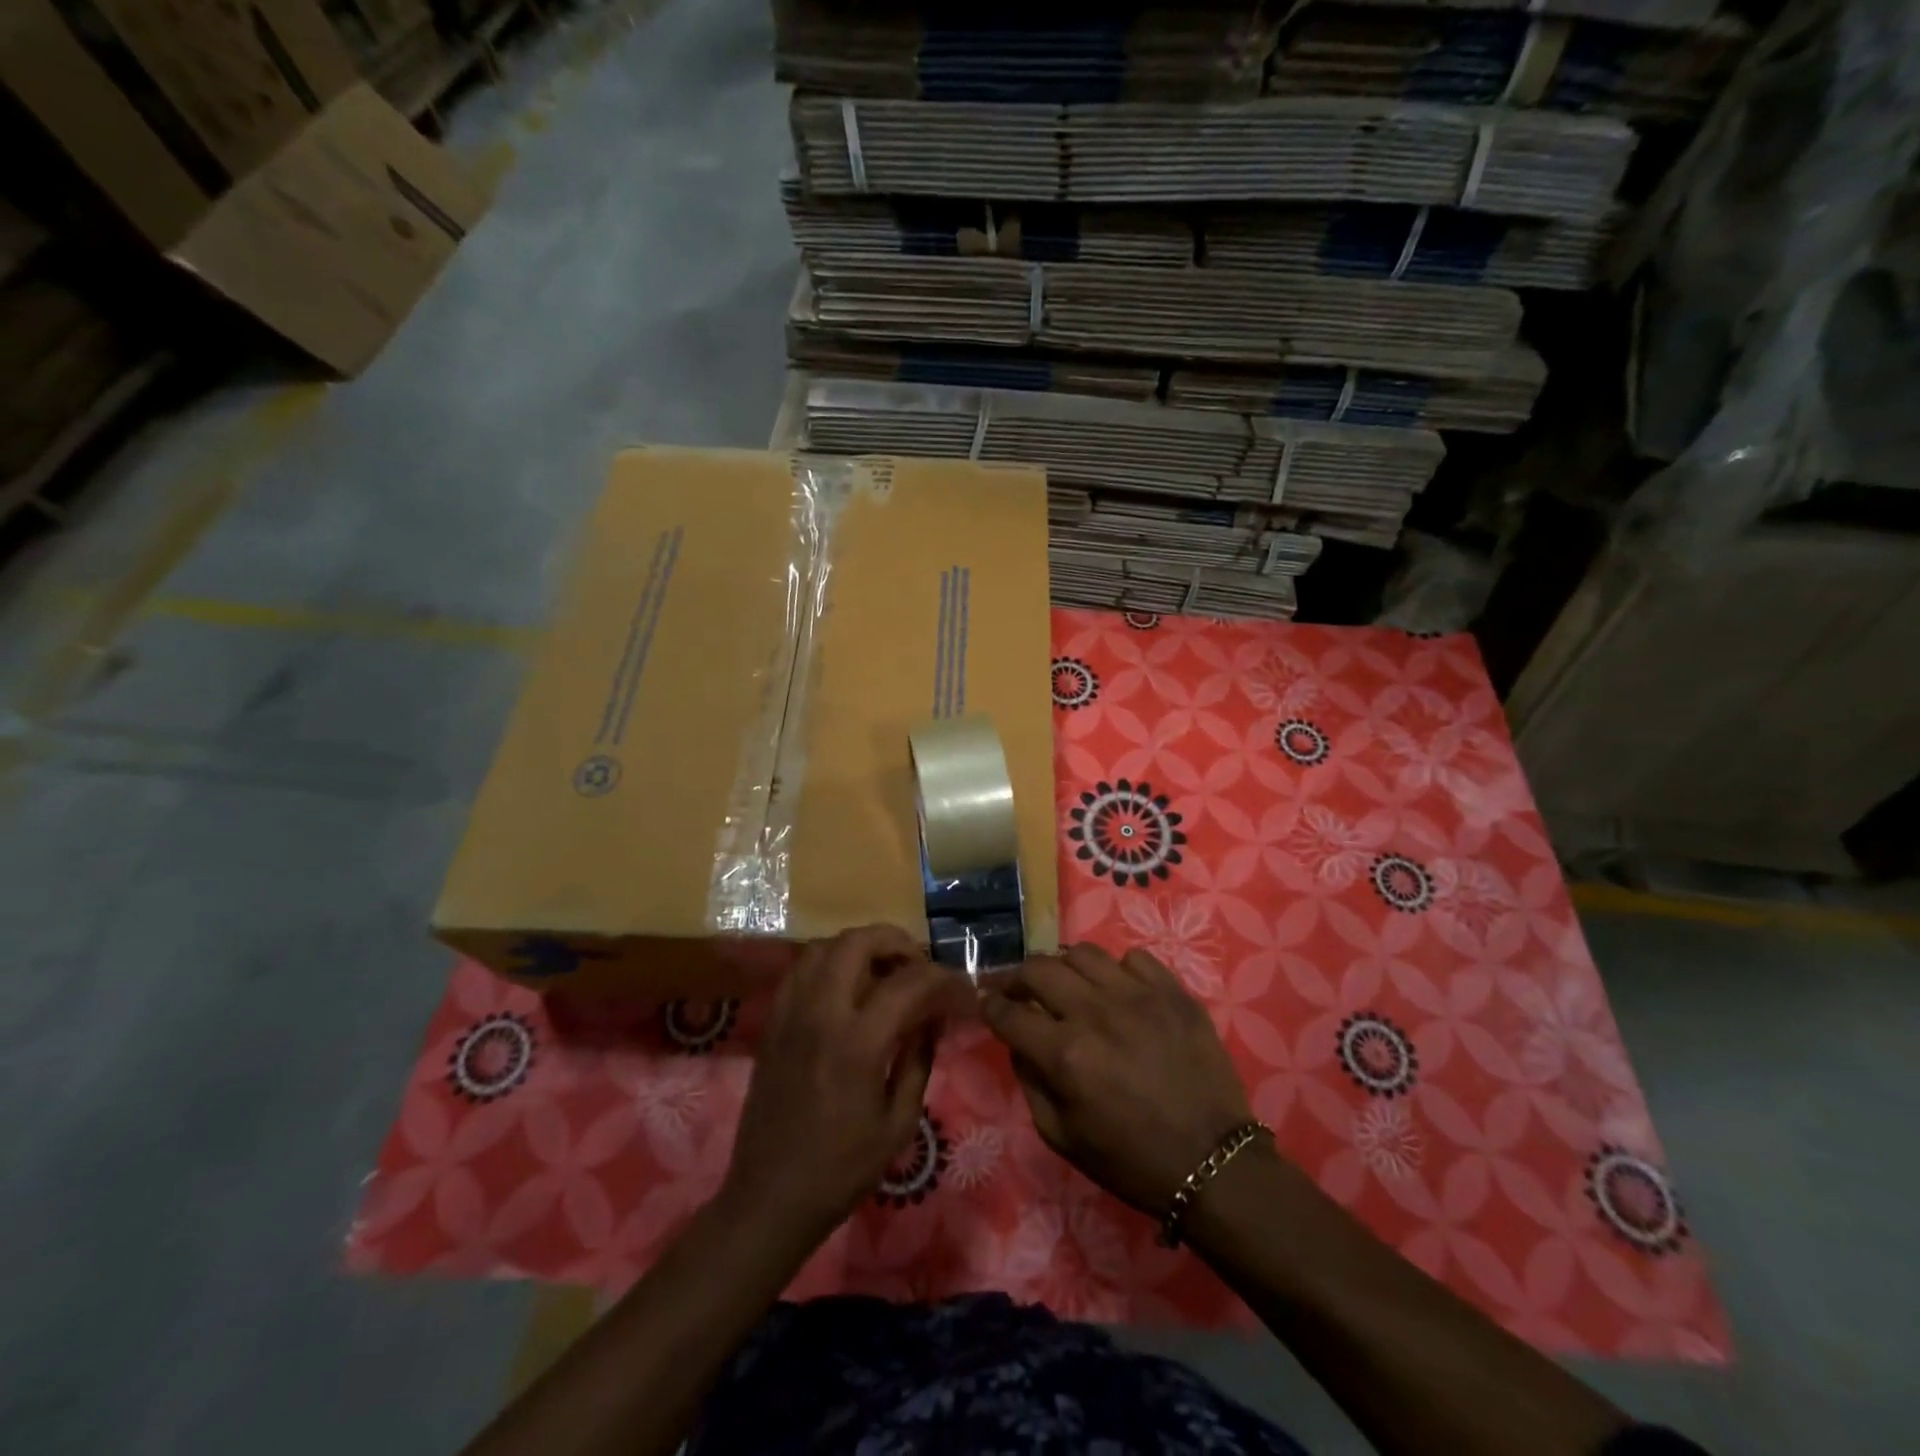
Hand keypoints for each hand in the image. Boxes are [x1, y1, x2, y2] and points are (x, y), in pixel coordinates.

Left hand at [723, 924, 968, 1245]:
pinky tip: (846, 985)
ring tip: (883, 968)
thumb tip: (932, 1018)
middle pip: (857, 942)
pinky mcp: (772, 1022)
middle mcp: (821, 1014)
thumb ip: (919, 1060)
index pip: (908, 983)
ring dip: (859, 946)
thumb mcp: (899, 1123)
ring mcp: (791, 1013)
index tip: (959, 985)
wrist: (770, 1197)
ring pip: (824, 946)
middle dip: (895, 941)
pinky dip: (829, 962)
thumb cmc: (841, 1169)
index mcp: (858, 1042)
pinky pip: (801, 970)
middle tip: (918, 963)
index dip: (941, 977)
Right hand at [982, 943, 1256, 1216]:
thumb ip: (1030, 1082)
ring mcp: (1138, 995)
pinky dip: (1117, 971)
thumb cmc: (1131, 1160)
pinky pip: (1133, 959)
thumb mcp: (1062, 1137)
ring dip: (1065, 967)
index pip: (1008, 1012)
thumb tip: (1019, 1041)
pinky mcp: (1173, 991)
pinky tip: (1119, 992)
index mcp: (1065, 1054)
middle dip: (1018, 977)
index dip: (990, 1005)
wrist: (1213, 1162)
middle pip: (1039, 969)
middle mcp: (1096, 1012)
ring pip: (1083, 953)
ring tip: (1068, 984)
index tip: (986, 1002)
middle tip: (1019, 990)